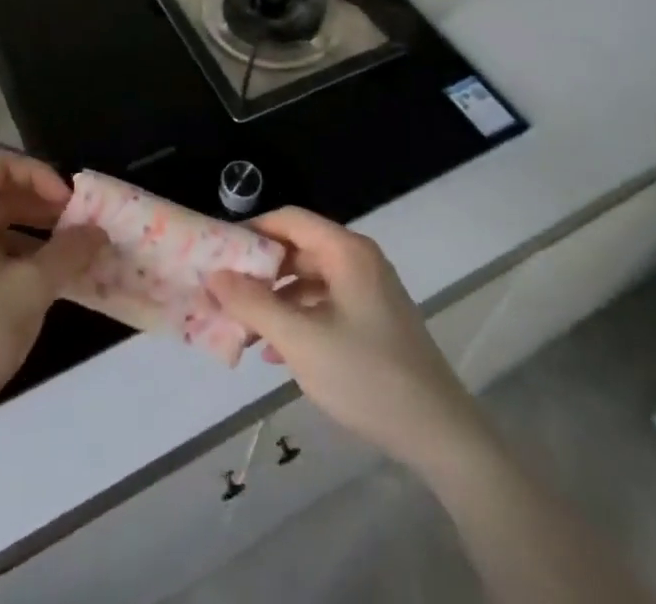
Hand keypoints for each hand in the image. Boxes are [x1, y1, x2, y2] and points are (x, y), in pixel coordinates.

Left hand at [0, 155, 103, 431]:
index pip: (0, 165)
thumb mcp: (27, 291)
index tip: (69, 205)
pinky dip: (10, 260)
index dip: (40, 177)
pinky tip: (36, 287)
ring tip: (65, 260)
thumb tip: (97, 232)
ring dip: (29, 236)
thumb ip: (67, 254)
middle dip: (40, 208)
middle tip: (77, 230)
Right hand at [207, 208, 475, 472]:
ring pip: (309, 279)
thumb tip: (214, 275)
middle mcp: (358, 260)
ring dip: (275, 301)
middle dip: (259, 272)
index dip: (252, 231)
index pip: (289, 219)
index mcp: (346, 251)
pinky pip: (324, 304)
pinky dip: (298, 319)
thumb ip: (254, 305)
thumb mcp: (301, 341)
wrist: (440, 435)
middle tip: (224, 295)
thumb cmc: (367, 377)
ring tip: (243, 330)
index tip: (218, 254)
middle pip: (298, 249)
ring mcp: (368, 290)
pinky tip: (275, 353)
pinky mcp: (373, 319)